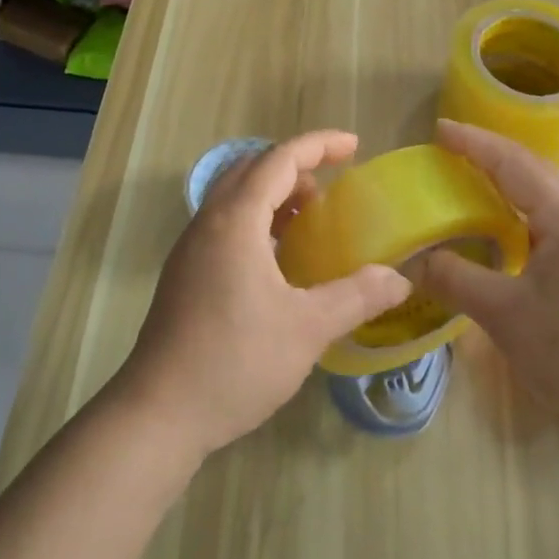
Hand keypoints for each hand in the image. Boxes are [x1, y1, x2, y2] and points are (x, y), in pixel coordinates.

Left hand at [115, 130, 410, 459]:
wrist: (159, 413)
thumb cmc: (235, 361)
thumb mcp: (307, 328)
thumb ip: (357, 296)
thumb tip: (399, 279)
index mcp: (235, 220)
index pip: (279, 159)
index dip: (319, 145)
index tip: (355, 146)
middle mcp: (209, 222)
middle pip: (252, 169)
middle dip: (295, 167)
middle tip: (333, 185)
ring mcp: (191, 248)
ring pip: (235, 197)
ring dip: (274, 194)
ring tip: (311, 218)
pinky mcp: (185, 273)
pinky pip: (225, 224)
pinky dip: (258, 220)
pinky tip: (280, 259)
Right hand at [423, 119, 558, 438]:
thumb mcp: (505, 315)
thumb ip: (456, 280)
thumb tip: (412, 260)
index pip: (512, 163)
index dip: (473, 144)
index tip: (438, 131)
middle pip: (532, 171)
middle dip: (489, 155)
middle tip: (448, 151)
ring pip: (544, 196)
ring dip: (506, 182)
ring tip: (470, 181)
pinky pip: (551, 220)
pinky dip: (520, 211)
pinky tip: (504, 229)